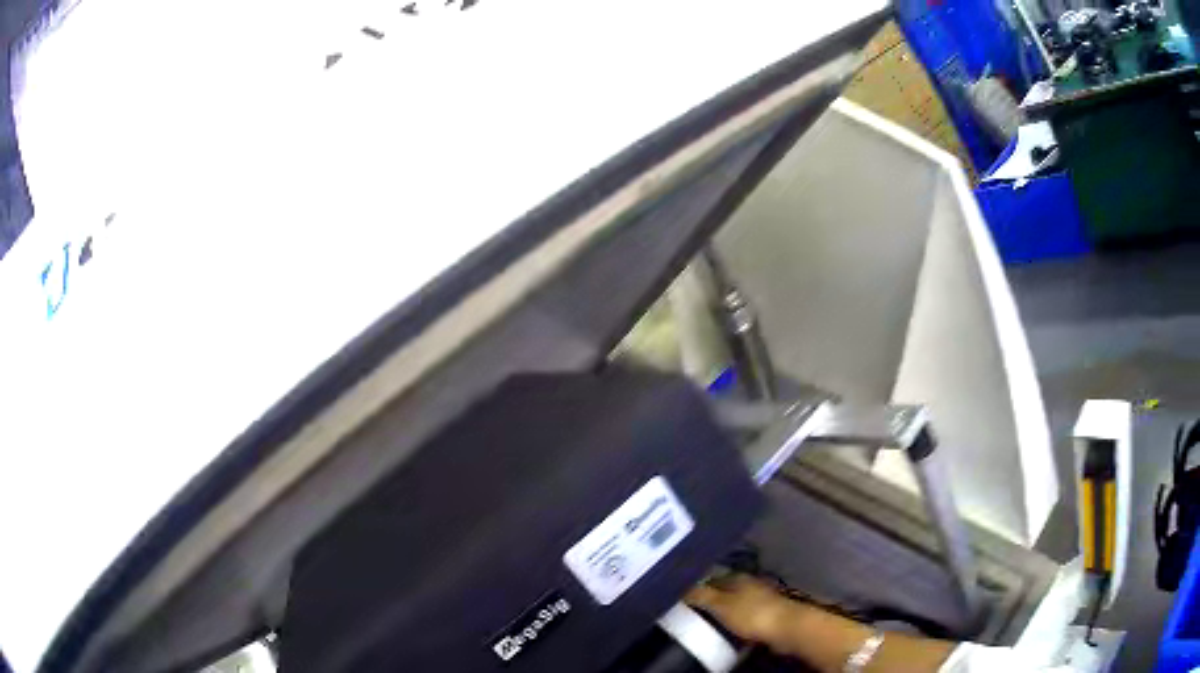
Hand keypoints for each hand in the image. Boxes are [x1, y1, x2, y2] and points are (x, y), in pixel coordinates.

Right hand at [684, 573, 800, 647]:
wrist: (786, 627)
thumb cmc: (751, 614)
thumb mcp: (719, 605)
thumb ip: (700, 595)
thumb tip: (679, 586)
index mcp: (737, 577)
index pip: (710, 579)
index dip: (696, 588)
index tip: (683, 600)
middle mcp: (750, 583)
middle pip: (724, 590)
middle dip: (712, 599)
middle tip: (694, 613)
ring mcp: (761, 597)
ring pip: (736, 602)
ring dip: (726, 611)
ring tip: (710, 623)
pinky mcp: (769, 612)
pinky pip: (746, 615)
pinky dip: (737, 620)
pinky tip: (730, 629)